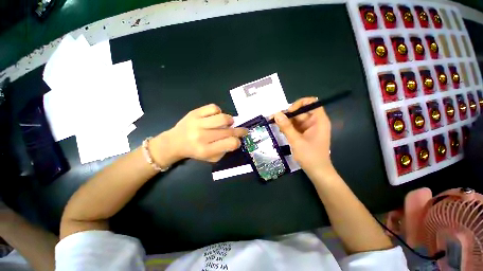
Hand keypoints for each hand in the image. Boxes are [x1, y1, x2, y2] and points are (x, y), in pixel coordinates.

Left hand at [159, 104, 247, 162]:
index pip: (230, 143)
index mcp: (206, 150)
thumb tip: (235, 139)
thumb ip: (224, 150)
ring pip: (223, 118)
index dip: (238, 141)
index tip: (238, 140)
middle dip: (240, 131)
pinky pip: (213, 108)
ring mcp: (197, 123)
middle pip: (229, 131)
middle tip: (243, 130)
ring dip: (230, 120)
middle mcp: (202, 136)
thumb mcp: (210, 158)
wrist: (175, 142)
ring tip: (229, 122)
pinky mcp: (194, 113)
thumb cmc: (195, 151)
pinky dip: (219, 112)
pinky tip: (216, 117)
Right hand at [274, 97, 332, 176]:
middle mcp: (314, 122)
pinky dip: (288, 127)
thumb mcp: (296, 141)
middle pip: (300, 111)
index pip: (311, 103)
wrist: (317, 171)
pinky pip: (295, 126)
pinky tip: (282, 131)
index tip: (289, 112)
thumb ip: (286, 127)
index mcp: (318, 121)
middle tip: (274, 120)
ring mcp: (309, 128)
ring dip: (286, 122)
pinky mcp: (304, 133)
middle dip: (288, 115)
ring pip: (296, 119)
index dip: (299, 104)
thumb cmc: (310, 156)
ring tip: (276, 126)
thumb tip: (276, 114)